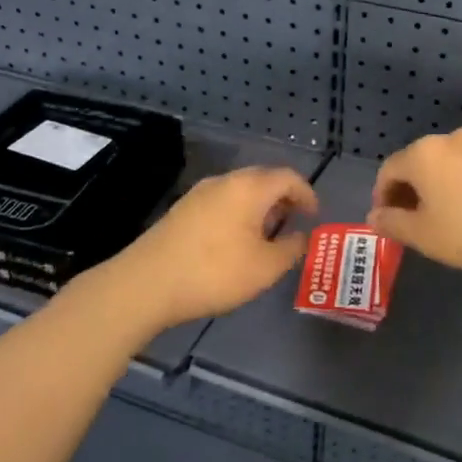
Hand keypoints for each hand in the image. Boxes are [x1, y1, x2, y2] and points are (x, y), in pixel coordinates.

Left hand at [106, 166, 317, 332]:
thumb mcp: (265, 268)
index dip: (307, 194)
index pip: (288, 177)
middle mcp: (225, 181)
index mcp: (250, 187)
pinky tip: (235, 243)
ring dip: (259, 207)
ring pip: (240, 191)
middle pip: (263, 179)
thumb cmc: (215, 272)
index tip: (314, 216)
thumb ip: (291, 249)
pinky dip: (238, 214)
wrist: (147, 283)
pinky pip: (221, 202)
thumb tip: (302, 236)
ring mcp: (199, 193)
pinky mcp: (182, 210)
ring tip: (267, 236)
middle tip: (294, 223)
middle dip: (283, 199)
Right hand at [368, 127, 461, 273]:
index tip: (386, 221)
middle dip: (411, 191)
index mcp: (423, 154)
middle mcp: (451, 139)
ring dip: (440, 187)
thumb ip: (394, 224)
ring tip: (448, 218)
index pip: (389, 169)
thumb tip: (374, 216)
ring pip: (449, 164)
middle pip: (419, 162)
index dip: (382, 195)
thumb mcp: (425, 236)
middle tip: (414, 222)